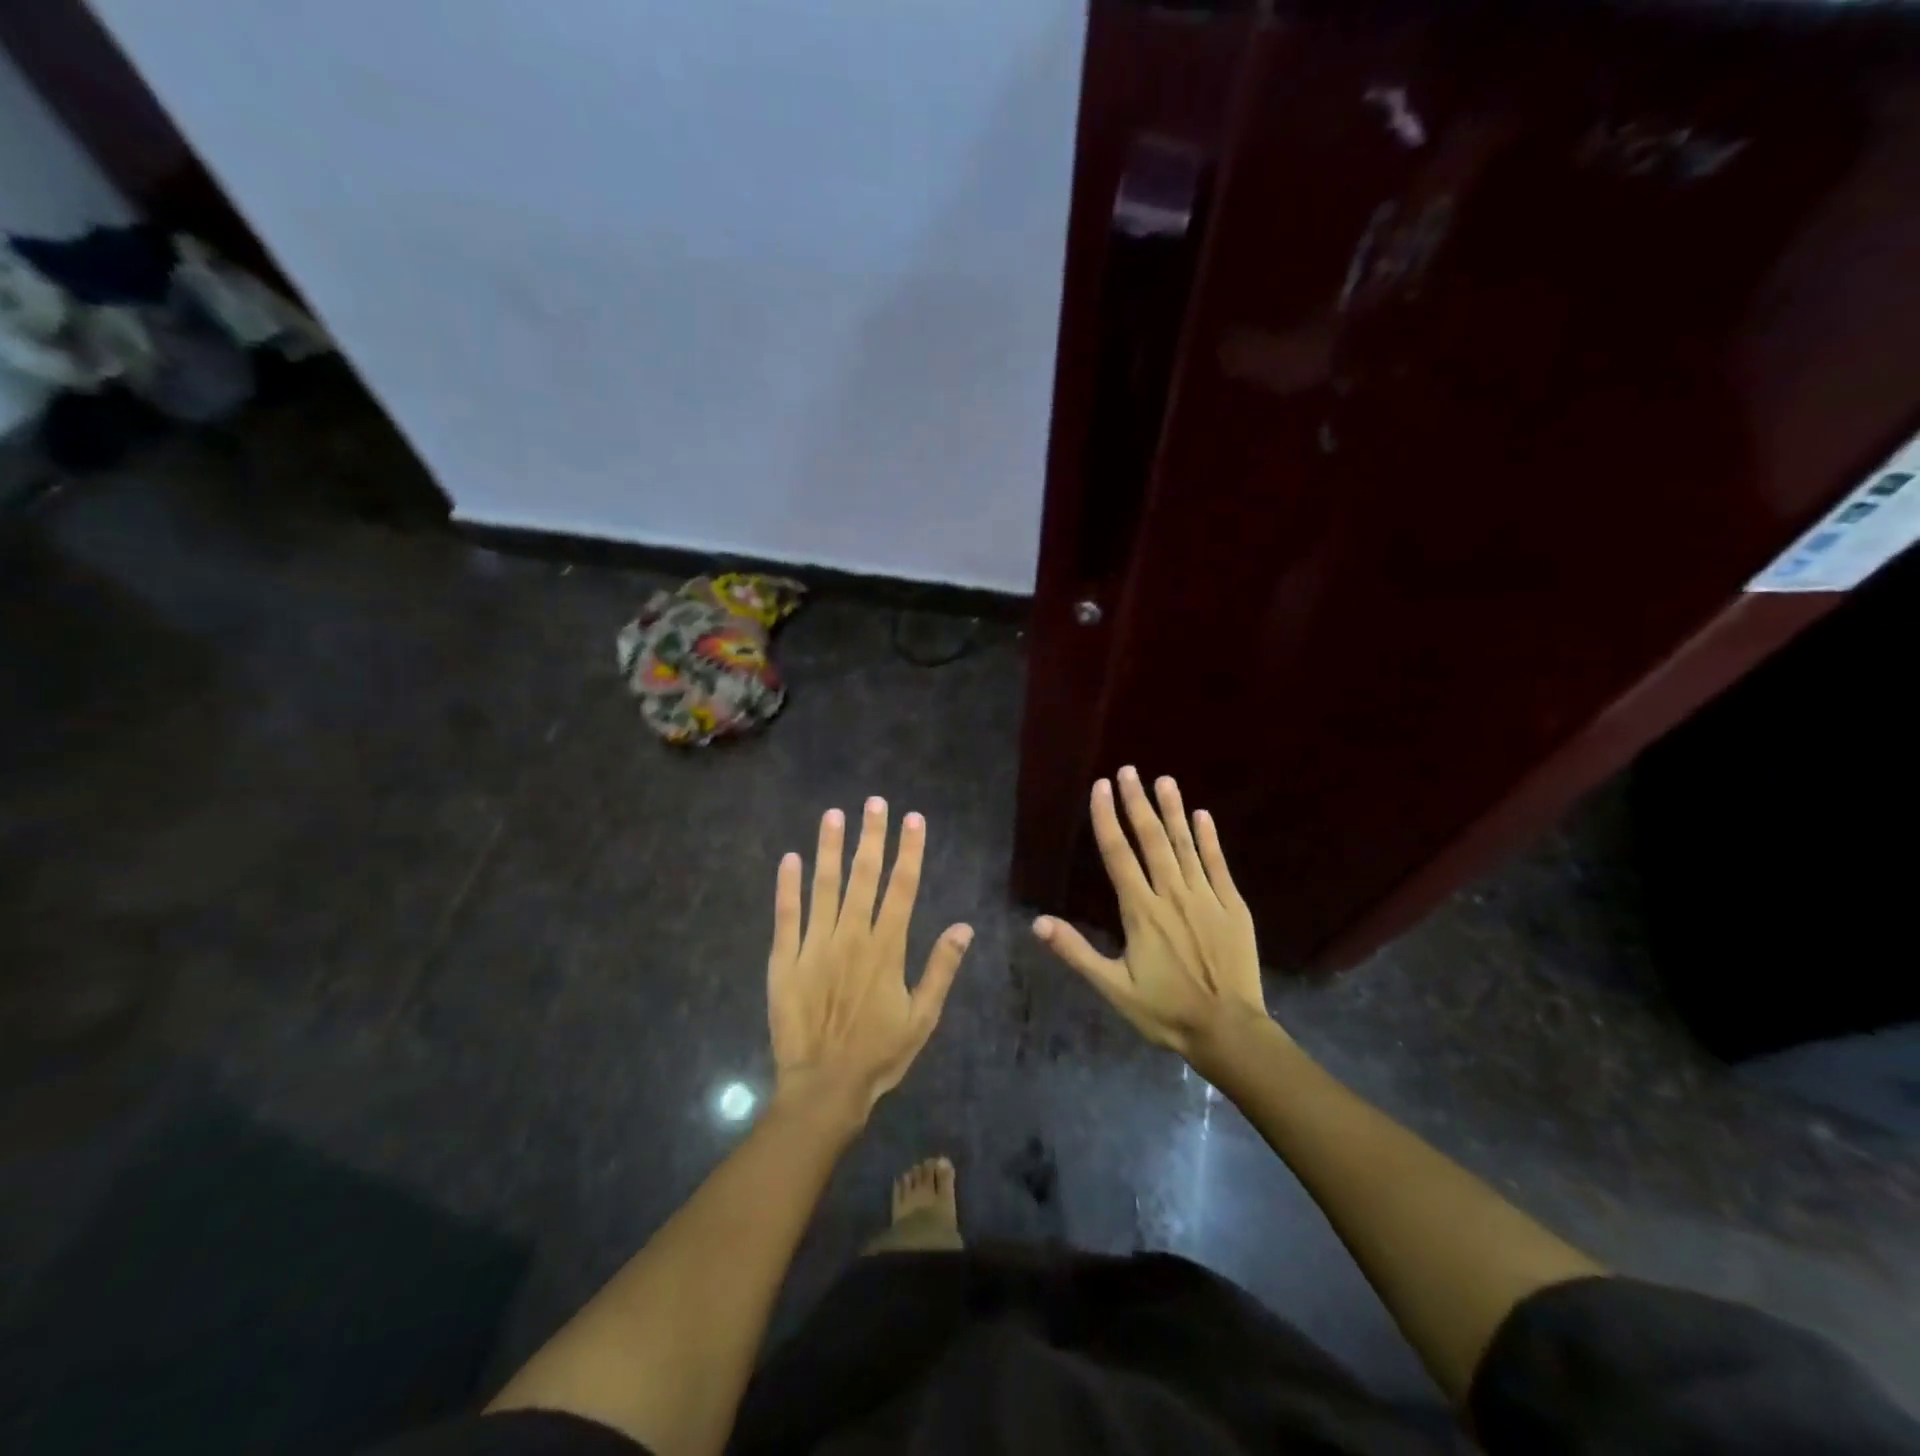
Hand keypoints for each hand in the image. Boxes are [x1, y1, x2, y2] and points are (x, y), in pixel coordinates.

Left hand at [768, 797, 972, 1118]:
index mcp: (887, 948)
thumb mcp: (923, 1017)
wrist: (824, 1088)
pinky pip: (786, 916)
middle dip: (871, 836)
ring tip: (834, 815)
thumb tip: (964, 927)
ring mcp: (814, 945)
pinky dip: (787, 887)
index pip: (903, 887)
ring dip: (830, 849)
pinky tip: (789, 859)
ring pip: (824, 886)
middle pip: (864, 876)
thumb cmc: (879, 1054)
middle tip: (875, 802)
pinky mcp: (784, 961)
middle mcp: (851, 936)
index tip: (913, 819)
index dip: (909, 851)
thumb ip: (941, 969)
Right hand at [1033, 768, 1269, 1059]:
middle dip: (1137, 802)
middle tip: (1129, 770)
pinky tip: (1202, 815)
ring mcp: (1206, 897)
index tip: (1101, 787)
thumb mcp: (1113, 988)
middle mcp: (1172, 894)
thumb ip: (1076, 952)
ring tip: (1163, 780)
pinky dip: (1209, 839)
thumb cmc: (1165, 1011)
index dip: (1107, 818)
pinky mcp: (1233, 906)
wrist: (1229, 1030)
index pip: (1118, 854)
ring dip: (1173, 811)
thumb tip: (1038, 922)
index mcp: (1141, 912)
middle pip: (1151, 840)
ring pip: (1185, 845)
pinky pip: (1218, 864)